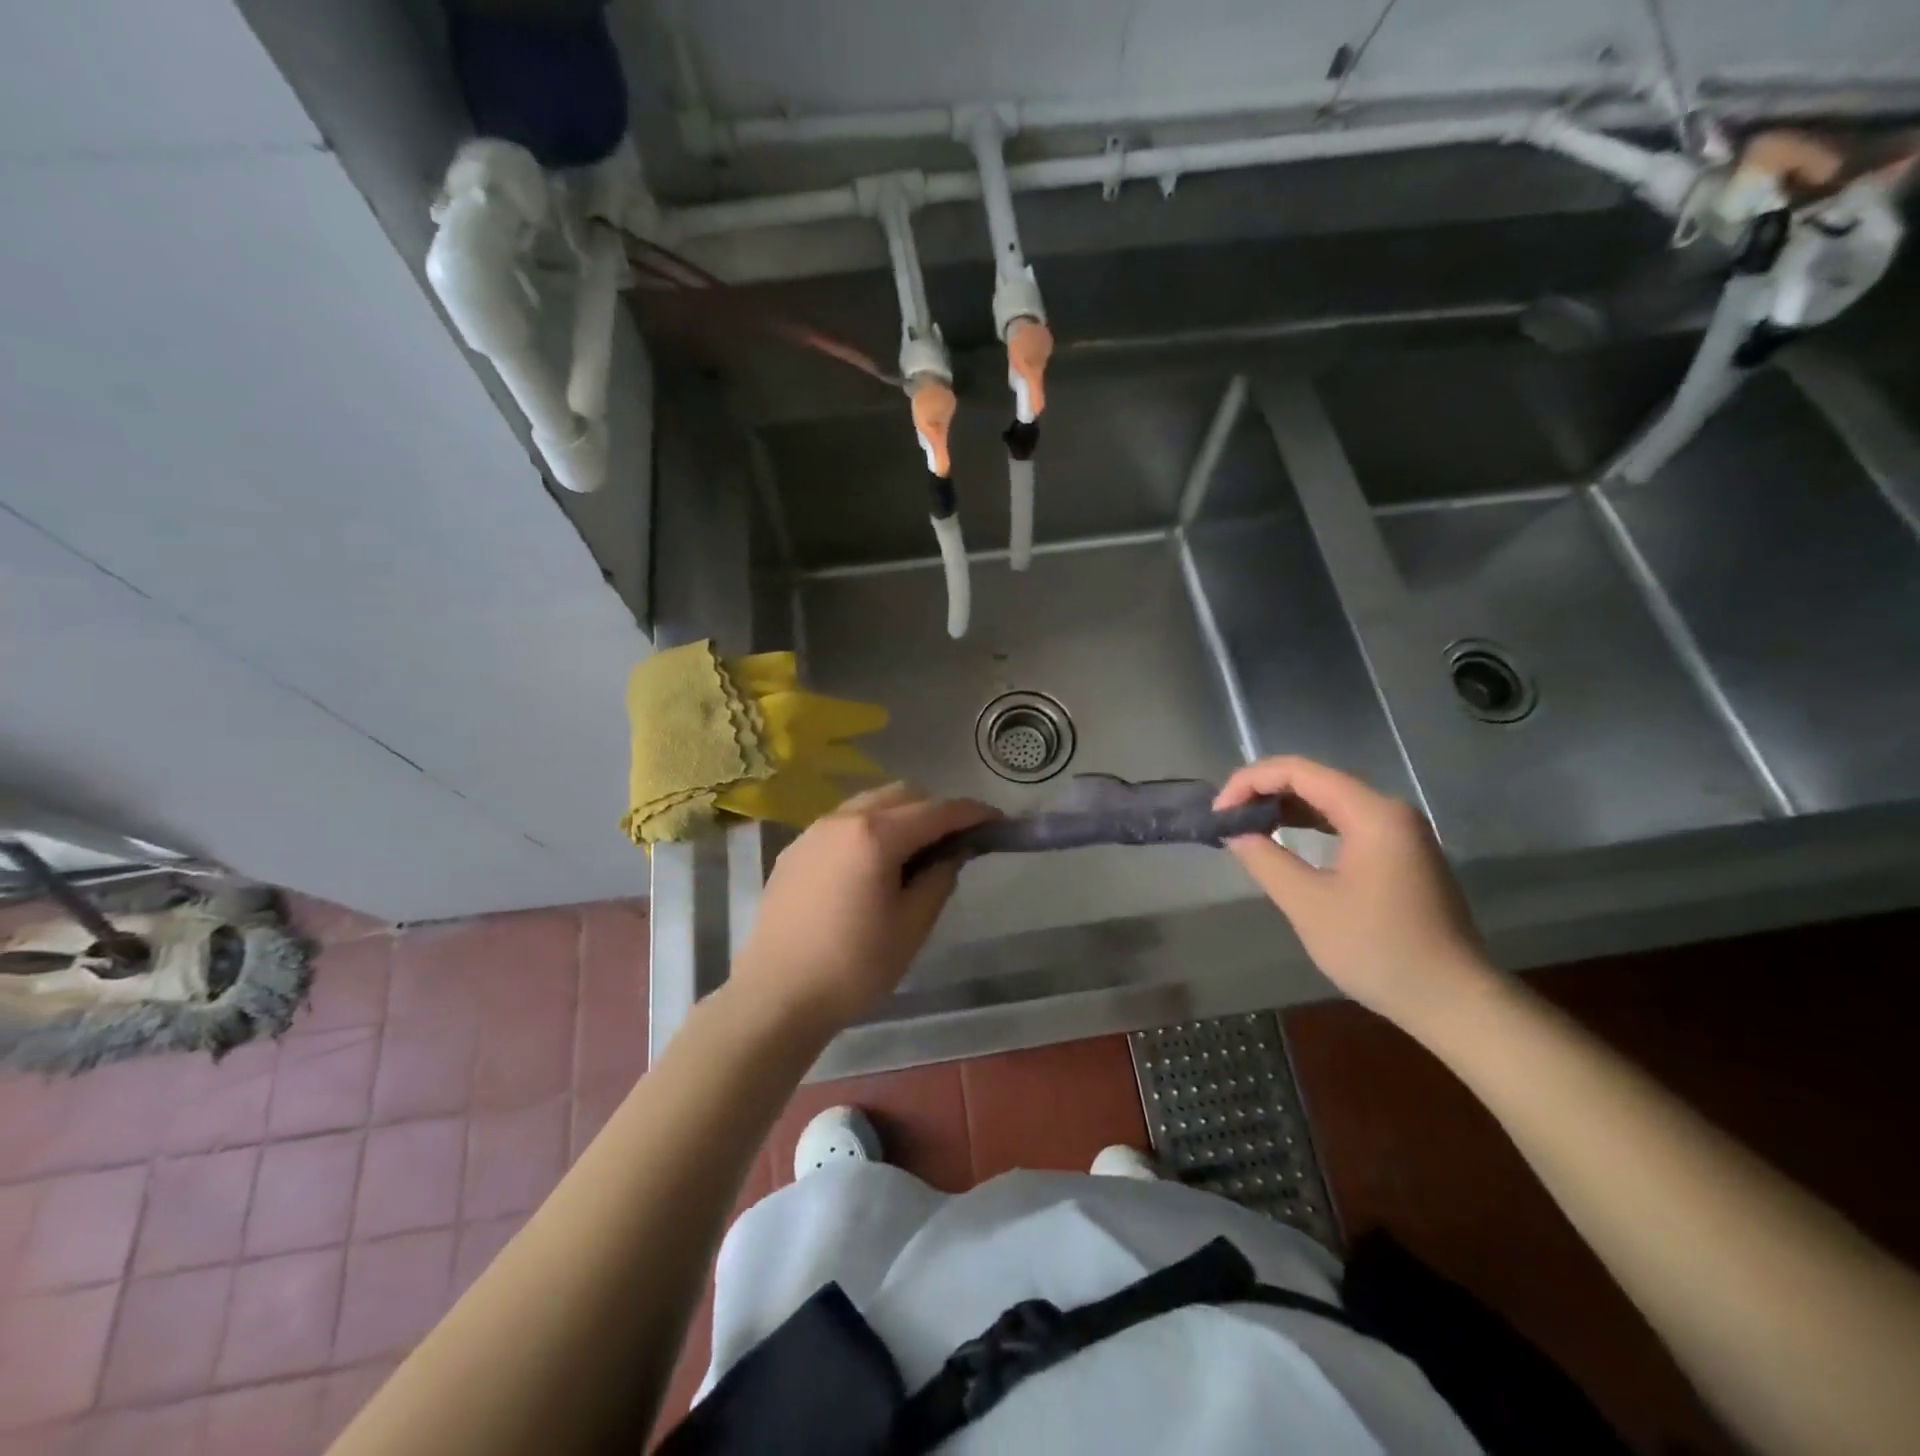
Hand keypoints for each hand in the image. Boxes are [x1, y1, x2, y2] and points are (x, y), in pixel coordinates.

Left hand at [732, 783, 996, 1033]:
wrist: (776, 997)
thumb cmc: (854, 967)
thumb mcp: (912, 926)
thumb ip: (939, 878)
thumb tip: (952, 852)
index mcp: (875, 835)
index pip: (937, 811)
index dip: (972, 813)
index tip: (997, 821)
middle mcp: (842, 819)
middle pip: (902, 794)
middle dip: (935, 810)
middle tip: (954, 843)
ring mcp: (813, 831)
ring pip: (869, 803)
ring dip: (900, 816)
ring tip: (913, 854)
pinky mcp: (795, 850)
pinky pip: (843, 823)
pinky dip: (869, 829)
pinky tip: (872, 866)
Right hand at [1215, 756, 1497, 1030]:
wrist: (1453, 999)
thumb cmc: (1377, 949)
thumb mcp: (1308, 904)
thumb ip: (1265, 858)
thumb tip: (1234, 832)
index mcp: (1371, 813)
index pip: (1298, 771)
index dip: (1249, 782)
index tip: (1218, 813)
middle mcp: (1389, 810)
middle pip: (1315, 780)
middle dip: (1264, 792)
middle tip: (1227, 820)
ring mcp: (1400, 831)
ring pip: (1330, 800)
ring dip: (1285, 808)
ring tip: (1247, 827)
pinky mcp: (1402, 853)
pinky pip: (1346, 822)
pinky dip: (1310, 825)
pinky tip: (1285, 839)